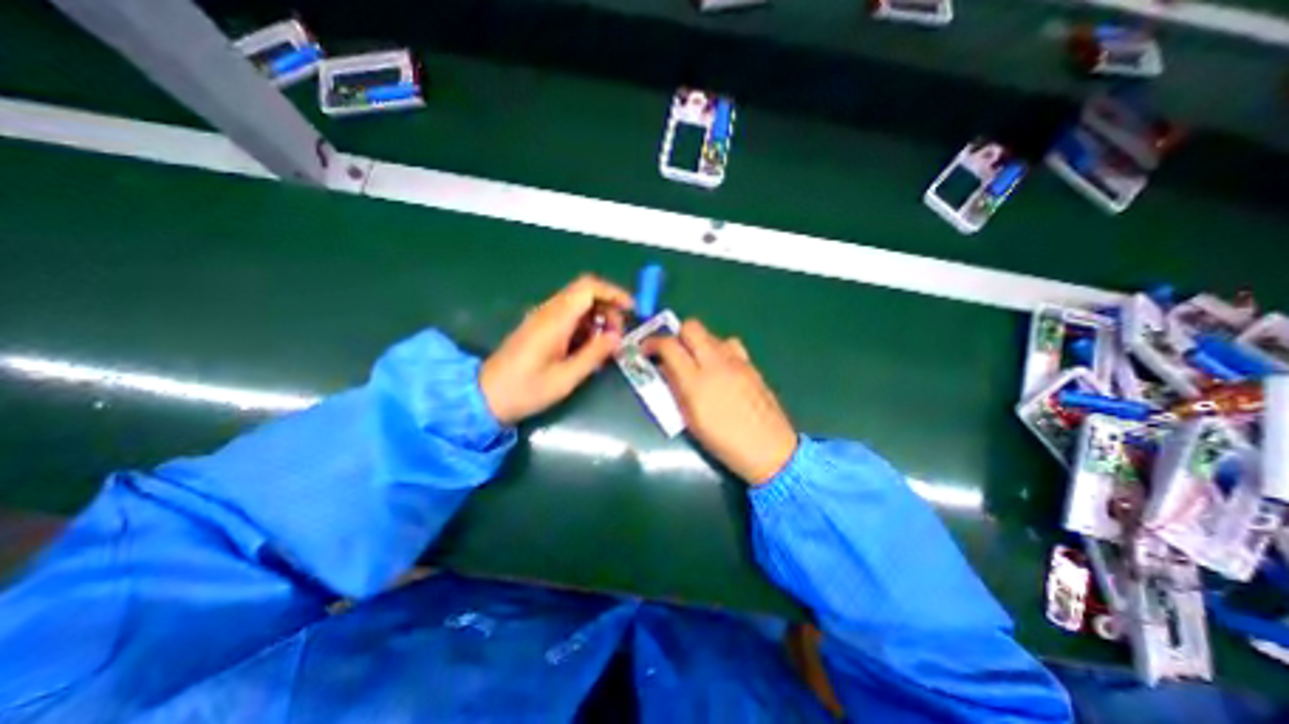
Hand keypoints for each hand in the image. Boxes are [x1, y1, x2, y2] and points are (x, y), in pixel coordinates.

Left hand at [476, 273, 632, 422]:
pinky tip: (589, 349)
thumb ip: (594, 354)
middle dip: (609, 309)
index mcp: (555, 320)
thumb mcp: (566, 378)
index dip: (613, 292)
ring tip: (606, 346)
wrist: (486, 396)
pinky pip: (569, 317)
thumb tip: (616, 337)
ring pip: (579, 305)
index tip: (631, 309)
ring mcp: (542, 318)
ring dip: (598, 319)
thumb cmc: (526, 389)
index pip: (588, 287)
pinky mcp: (540, 327)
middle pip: (586, 293)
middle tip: (618, 337)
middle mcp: (548, 311)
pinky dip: (585, 326)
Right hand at [644, 318, 796, 484]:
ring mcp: (736, 361)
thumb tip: (665, 369)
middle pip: (692, 327)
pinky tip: (720, 367)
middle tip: (672, 352)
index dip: (653, 343)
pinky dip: (719, 349)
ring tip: (697, 361)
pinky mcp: (751, 365)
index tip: (646, 350)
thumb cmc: (724, 442)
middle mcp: (716, 363)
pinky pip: (730, 345)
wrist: (769, 449)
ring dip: (699, 342)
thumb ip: (676, 390)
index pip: (669, 345)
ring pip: (712, 334)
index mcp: (696, 381)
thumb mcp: (691, 420)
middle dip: (677, 334)